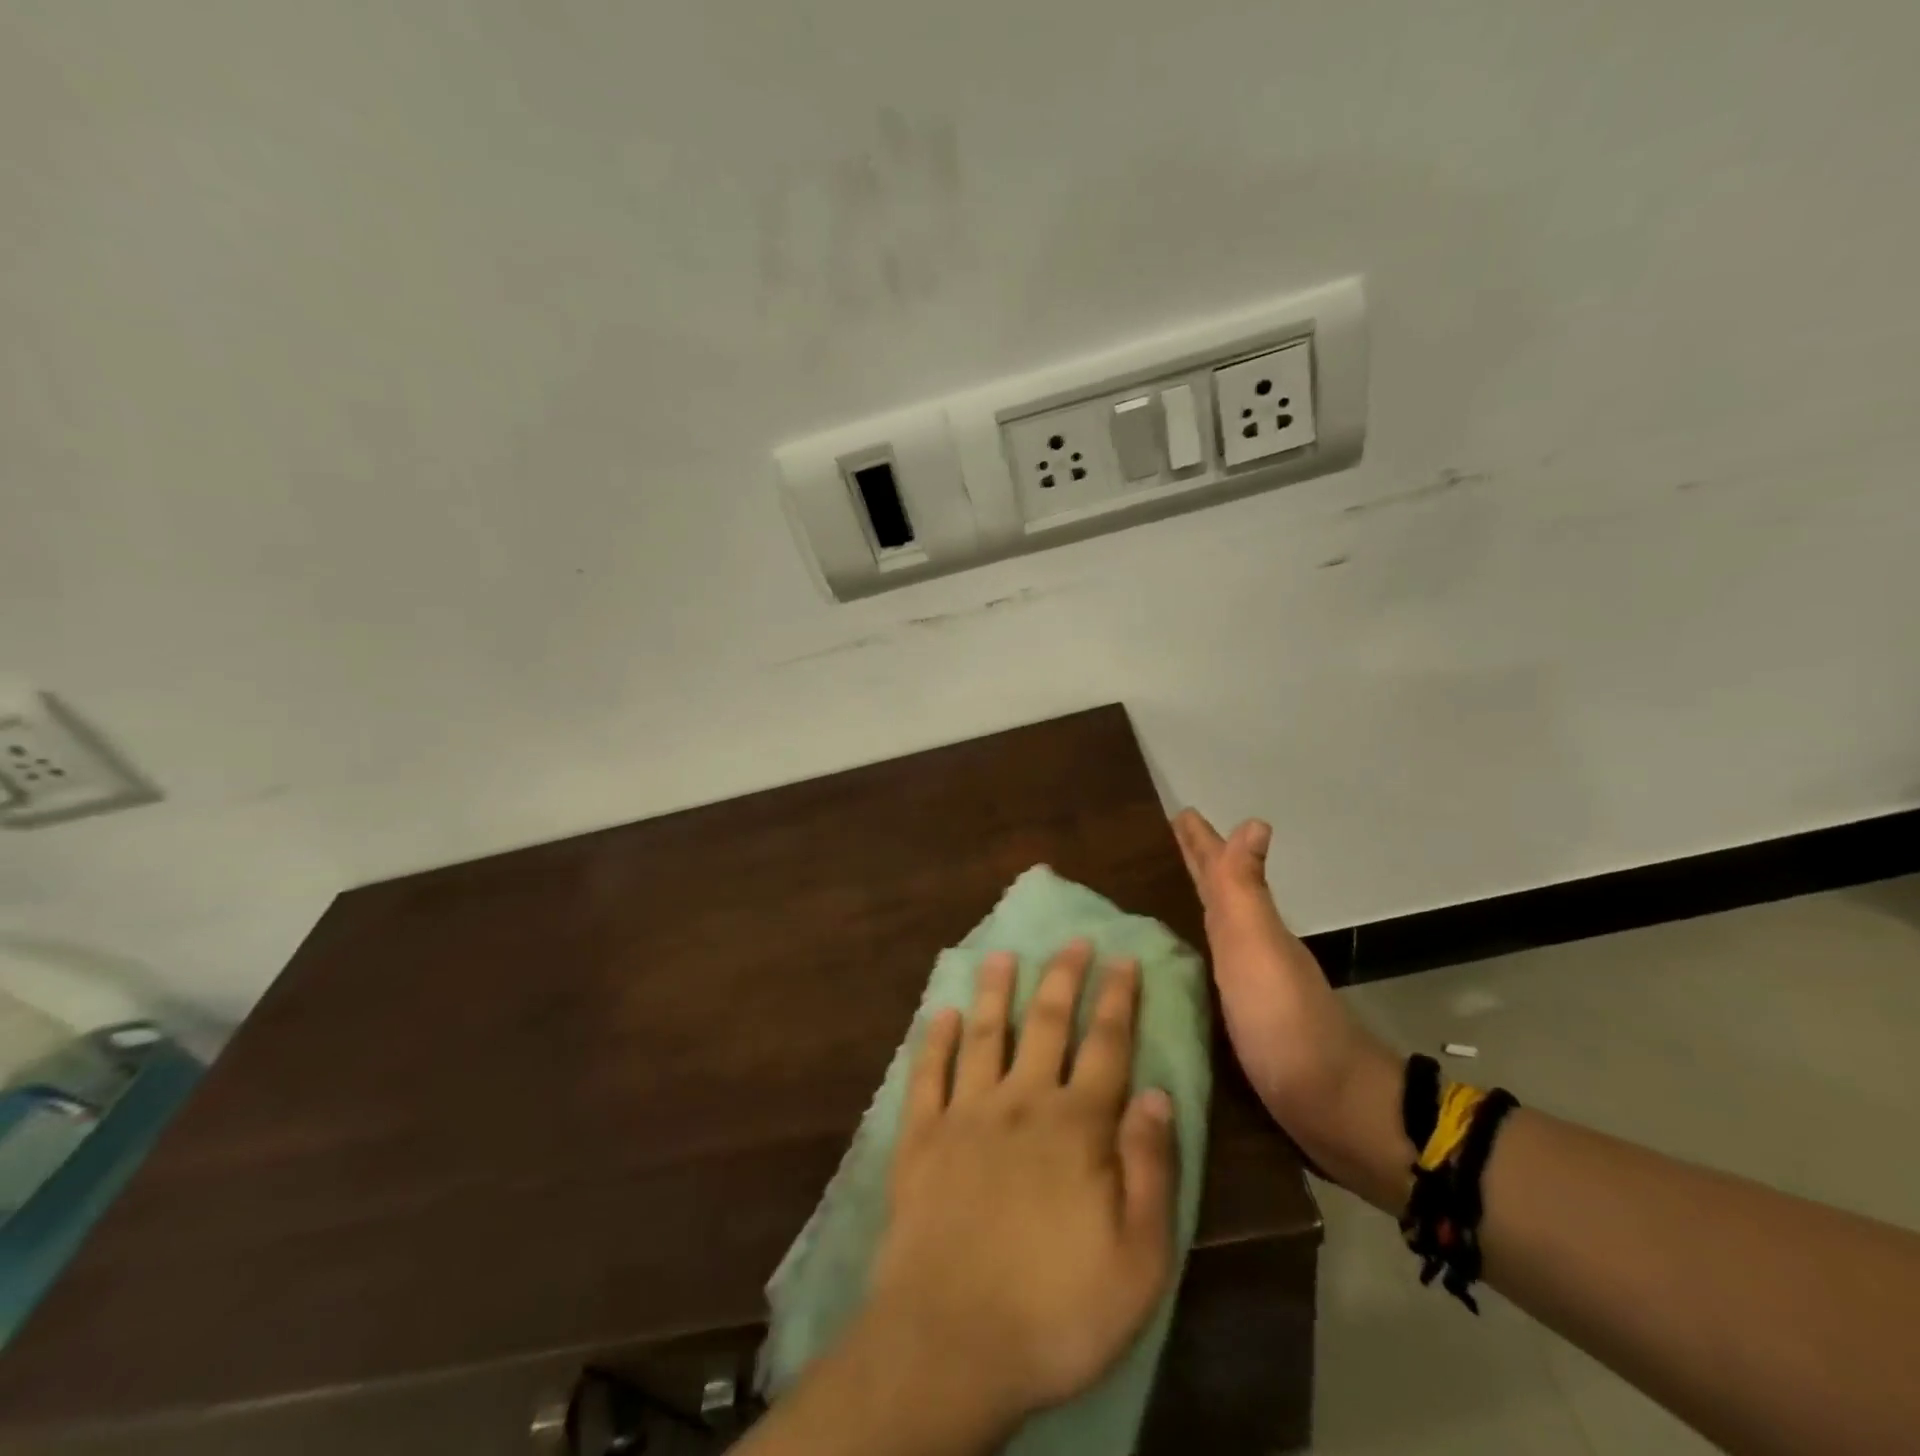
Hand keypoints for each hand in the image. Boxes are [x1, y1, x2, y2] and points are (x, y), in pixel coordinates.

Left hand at [863, 941, 1177, 1434]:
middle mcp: (1021, 1102)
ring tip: (1003, 954)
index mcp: (1075, 1127)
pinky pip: (928, 1074)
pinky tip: (943, 1012)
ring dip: (997, 991)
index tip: (1124, 958)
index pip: (1106, 1046)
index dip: (1118, 999)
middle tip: (1072, 940)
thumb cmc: (1056, 1310)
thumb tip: (1158, 1093)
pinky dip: (935, 1039)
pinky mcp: (920, 1137)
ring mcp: (965, 1114)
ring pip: (986, 1035)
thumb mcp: (1138, 1259)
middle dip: (1064, 978)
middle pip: (1047, 1025)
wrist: (948, 1342)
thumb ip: (1150, 1169)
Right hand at [1172, 809, 1407, 1209]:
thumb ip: (1244, 891)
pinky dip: (1199, 955)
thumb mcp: (1257, 947)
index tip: (1180, 813)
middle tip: (1172, 840)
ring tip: (1173, 893)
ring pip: (1218, 931)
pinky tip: (1186, 966)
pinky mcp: (1246, 1026)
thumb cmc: (1286, 1023)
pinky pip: (1214, 973)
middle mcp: (1252, 950)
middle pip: (1221, 896)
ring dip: (1198, 905)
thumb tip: (1252, 822)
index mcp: (1250, 928)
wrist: (1334, 1110)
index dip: (1200, 844)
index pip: (1218, 873)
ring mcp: (1252, 989)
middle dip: (1198, 866)